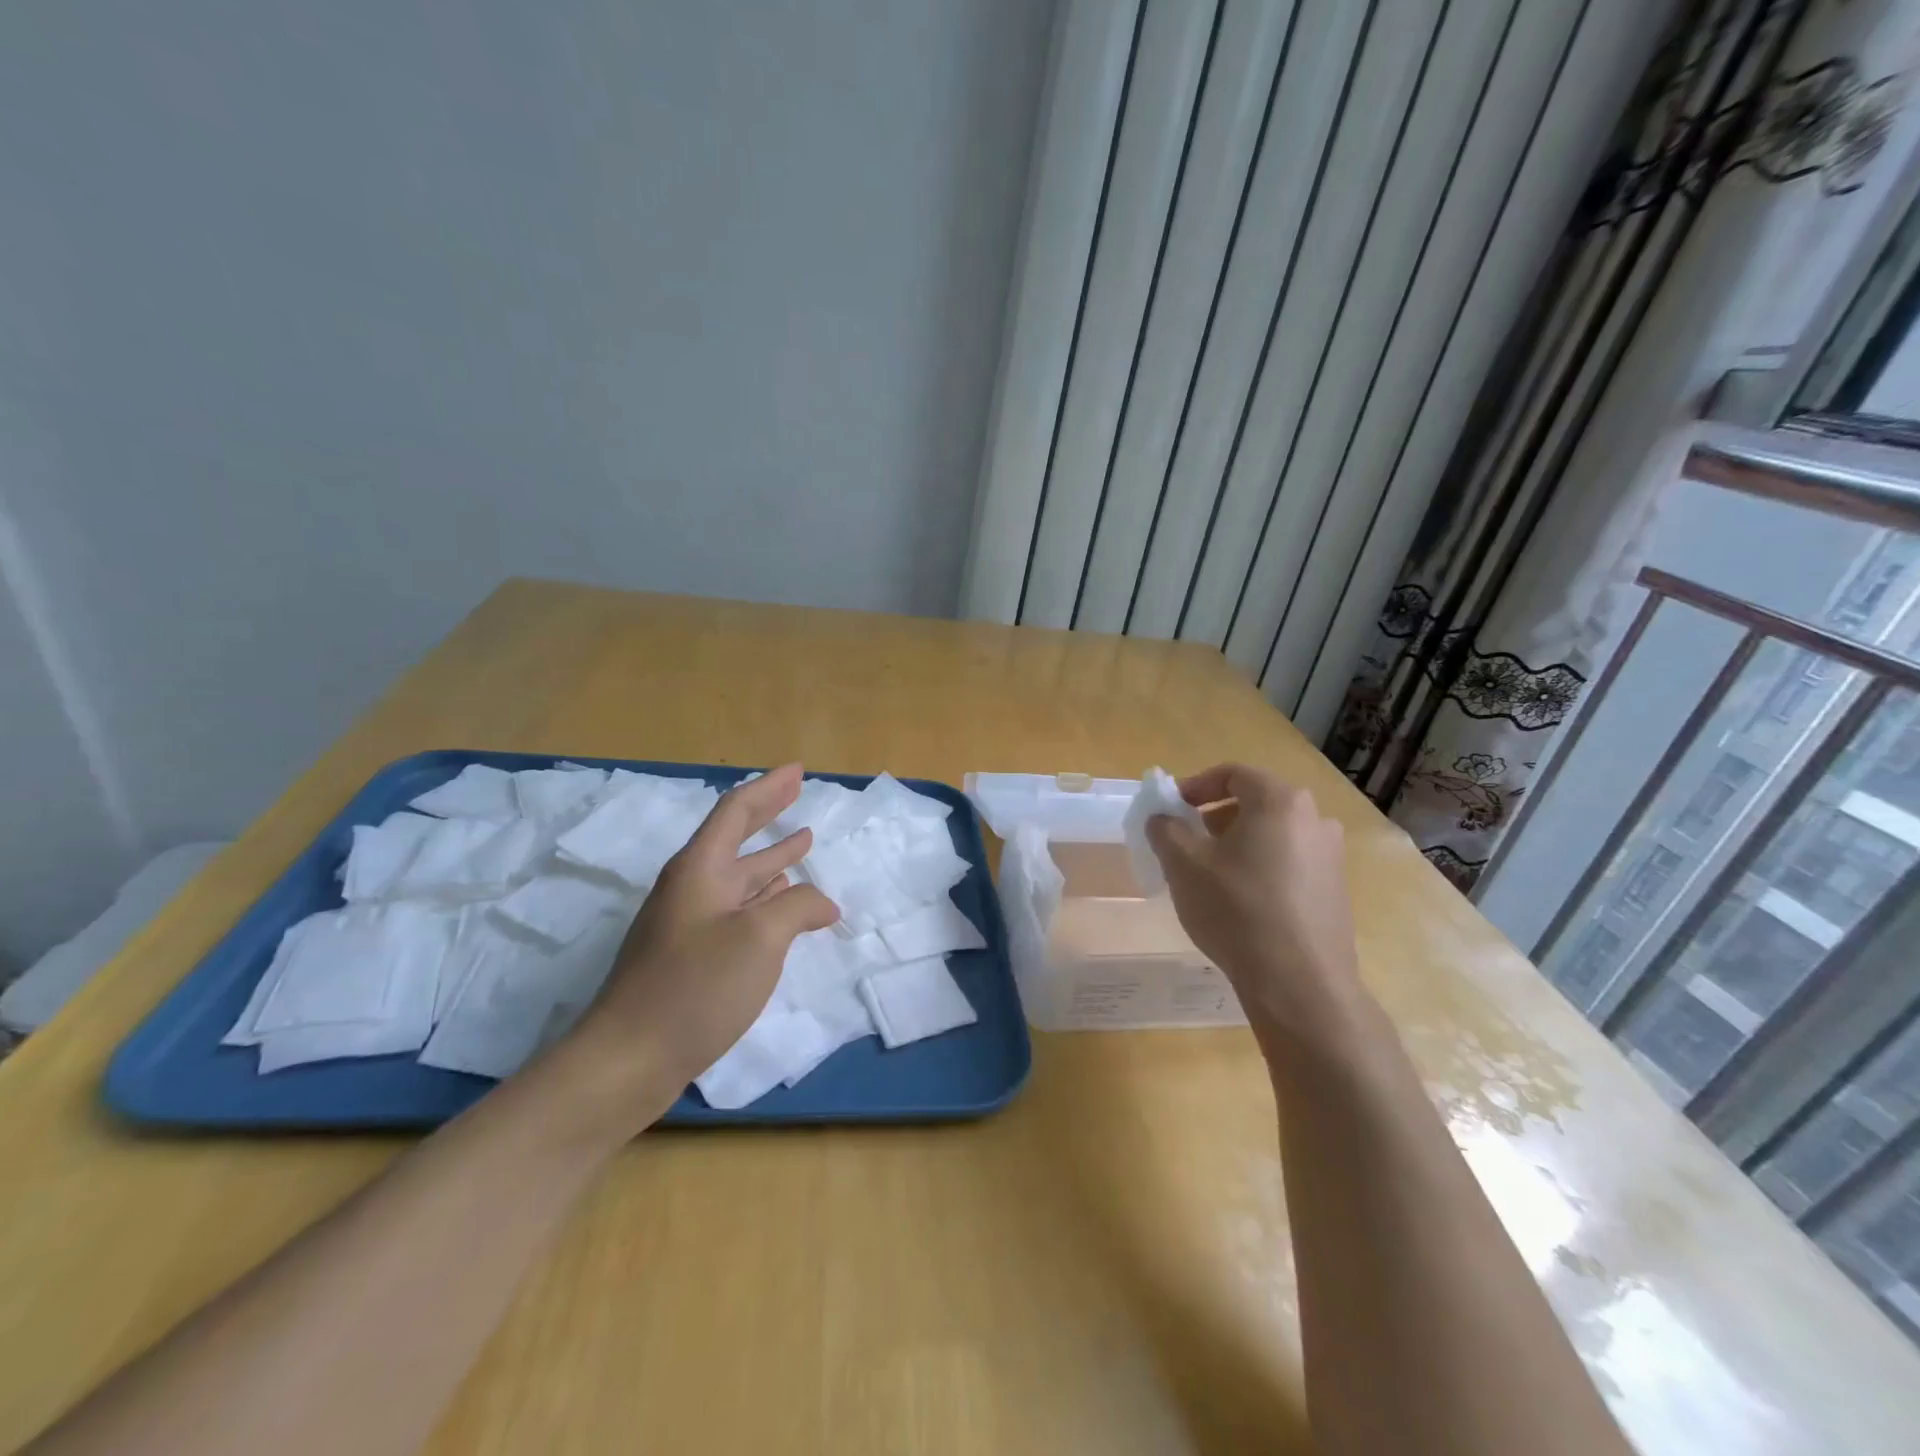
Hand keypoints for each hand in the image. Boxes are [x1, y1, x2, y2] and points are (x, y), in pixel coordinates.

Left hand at [570, 764, 838, 1106]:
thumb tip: (822, 903)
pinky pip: (737, 909)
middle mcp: (691, 888)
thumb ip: (799, 908)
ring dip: (771, 857)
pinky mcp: (691, 956)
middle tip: (797, 791)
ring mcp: (689, 924)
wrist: (628, 1060)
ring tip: (802, 841)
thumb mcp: (760, 938)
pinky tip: (783, 900)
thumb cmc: (695, 986)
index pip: (736, 811)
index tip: (798, 770)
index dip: (769, 787)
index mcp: (700, 869)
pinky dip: (765, 897)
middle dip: (769, 812)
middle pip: (735, 837)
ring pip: (739, 876)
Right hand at [1145, 764, 1373, 1061]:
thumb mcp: (1184, 865)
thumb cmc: (1237, 910)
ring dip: (1237, 843)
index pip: (1233, 774)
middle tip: (1186, 842)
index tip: (1171, 809)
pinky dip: (1261, 867)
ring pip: (1273, 834)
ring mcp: (1331, 856)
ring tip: (1209, 875)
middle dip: (1214, 817)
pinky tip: (1241, 902)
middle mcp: (1314, 819)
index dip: (1195, 786)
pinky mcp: (1336, 890)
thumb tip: (1163, 818)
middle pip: (1255, 802)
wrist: (1300, 984)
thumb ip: (1166, 829)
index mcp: (1280, 802)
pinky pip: (1289, 862)